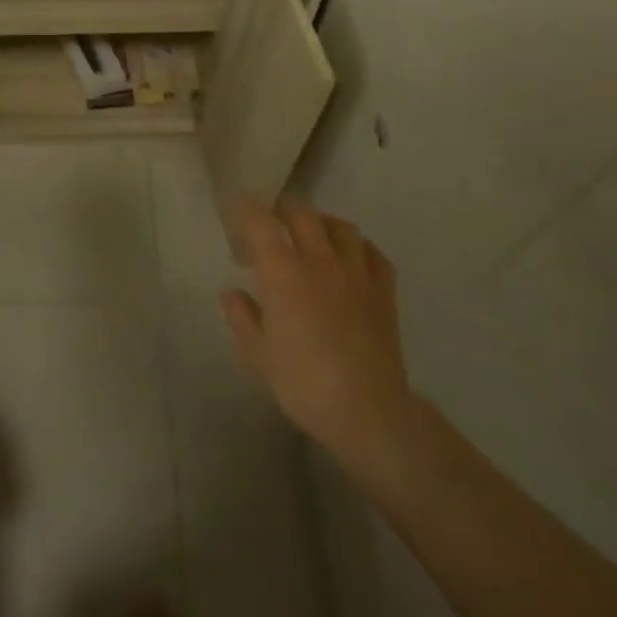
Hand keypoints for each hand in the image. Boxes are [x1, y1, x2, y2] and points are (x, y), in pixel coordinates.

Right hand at [221, 197, 414, 474]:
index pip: (261, 223)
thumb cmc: (303, 383)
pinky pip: (374, 253)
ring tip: (313, 232)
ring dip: (322, 222)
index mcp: (283, 272)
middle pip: (302, 214)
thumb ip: (242, 317)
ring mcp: (356, 273)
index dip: (246, 209)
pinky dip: (359, 247)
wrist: (367, 410)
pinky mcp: (384, 291)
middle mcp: (320, 261)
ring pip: (341, 227)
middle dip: (283, 209)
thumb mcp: (258, 354)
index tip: (236, 205)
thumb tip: (232, 292)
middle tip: (272, 220)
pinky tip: (352, 257)